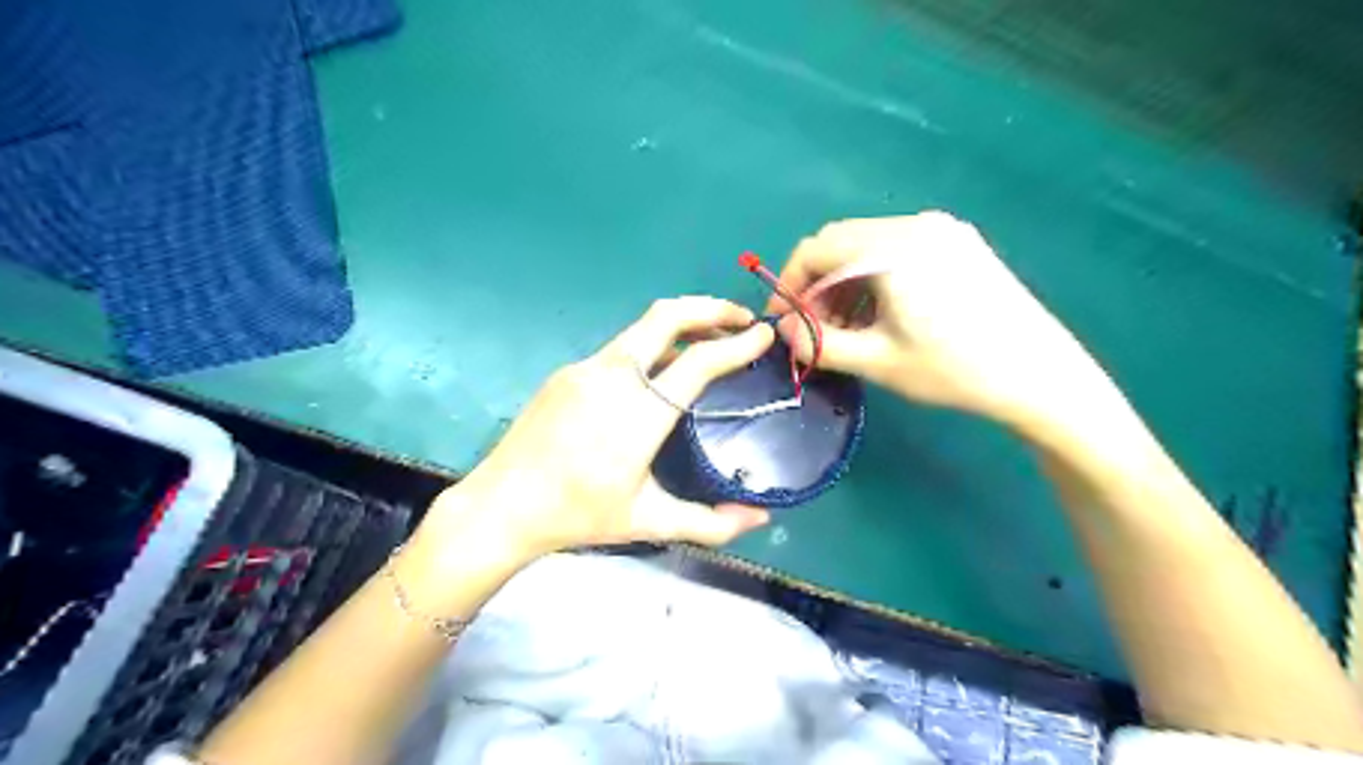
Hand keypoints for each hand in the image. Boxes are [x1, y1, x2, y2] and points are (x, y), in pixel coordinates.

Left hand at [416, 300, 770, 567]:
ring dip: (681, 323)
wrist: (501, 506)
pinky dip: (652, 345)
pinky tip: (659, 369)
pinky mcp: (568, 372)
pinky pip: (620, 347)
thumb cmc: (578, 515)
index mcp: (640, 413)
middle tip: (741, 317)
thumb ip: (711, 522)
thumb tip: (760, 518)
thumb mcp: (649, 520)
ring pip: (642, 327)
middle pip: (667, 316)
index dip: (738, 344)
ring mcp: (586, 369)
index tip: (764, 334)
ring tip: (708, 337)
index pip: (699, 362)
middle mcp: (614, 377)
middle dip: (710, 307)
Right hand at [765, 213, 1104, 432]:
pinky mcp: (959, 244)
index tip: (783, 321)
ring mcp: (942, 231)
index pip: (817, 249)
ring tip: (847, 330)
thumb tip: (783, 331)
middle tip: (815, 330)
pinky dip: (874, 279)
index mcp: (892, 248)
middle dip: (817, 286)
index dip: (789, 284)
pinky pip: (897, 252)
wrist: (1039, 375)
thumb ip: (818, 343)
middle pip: (841, 243)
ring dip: (845, 284)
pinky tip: (880, 316)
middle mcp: (915, 226)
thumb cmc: (953, 369)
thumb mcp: (876, 361)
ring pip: (868, 248)